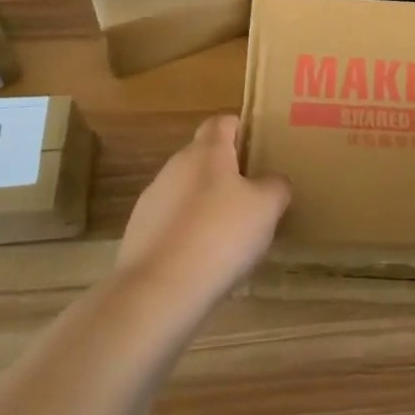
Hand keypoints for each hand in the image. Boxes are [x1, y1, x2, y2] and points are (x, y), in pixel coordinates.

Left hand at [116, 115, 290, 303]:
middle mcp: (175, 166)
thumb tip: (273, 181)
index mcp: (207, 151)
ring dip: (206, 204)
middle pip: (204, 157)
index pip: (223, 121)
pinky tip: (204, 261)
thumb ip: (276, 185)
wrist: (157, 293)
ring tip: (230, 235)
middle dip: (227, 172)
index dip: (242, 129)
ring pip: (187, 191)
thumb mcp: (267, 207)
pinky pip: (172, 223)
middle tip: (254, 196)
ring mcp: (152, 200)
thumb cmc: (220, 236)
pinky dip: (188, 233)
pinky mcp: (137, 235)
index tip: (260, 148)